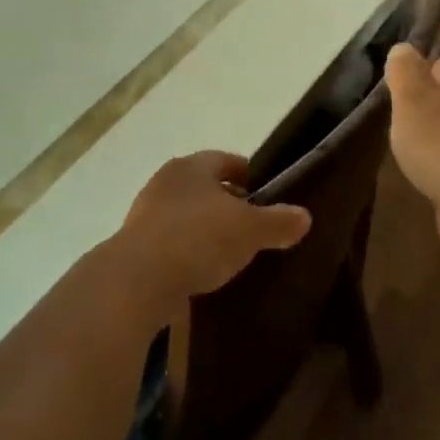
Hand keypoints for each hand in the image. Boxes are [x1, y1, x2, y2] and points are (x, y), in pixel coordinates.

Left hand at [110, 151, 310, 306]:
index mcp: (192, 166)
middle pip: (202, 186)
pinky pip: (170, 241)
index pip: (224, 160)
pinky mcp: (135, 245)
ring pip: (184, 213)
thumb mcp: (250, 230)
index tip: (262, 190)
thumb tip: (304, 216)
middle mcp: (165, 181)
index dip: (245, 173)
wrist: (139, 279)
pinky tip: (201, 270)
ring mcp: (145, 213)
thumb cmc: (199, 239)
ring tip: (228, 250)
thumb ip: (278, 222)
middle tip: (250, 222)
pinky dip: (186, 250)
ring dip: (204, 227)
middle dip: (225, 201)